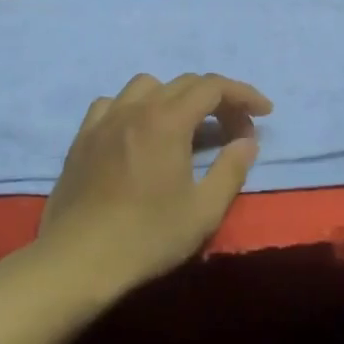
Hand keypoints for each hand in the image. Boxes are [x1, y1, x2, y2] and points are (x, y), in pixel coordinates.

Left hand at [37, 72, 271, 294]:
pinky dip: (136, 107)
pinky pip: (113, 103)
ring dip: (175, 97)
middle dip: (218, 100)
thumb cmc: (147, 236)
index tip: (264, 113)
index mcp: (167, 121)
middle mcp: (135, 109)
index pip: (213, 87)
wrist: (78, 259)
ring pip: (146, 86)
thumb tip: (247, 141)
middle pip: (184, 83)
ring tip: (186, 127)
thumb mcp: (204, 210)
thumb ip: (231, 169)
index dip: (243, 94)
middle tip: (235, 132)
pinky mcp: (82, 137)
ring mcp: (104, 120)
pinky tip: (139, 132)